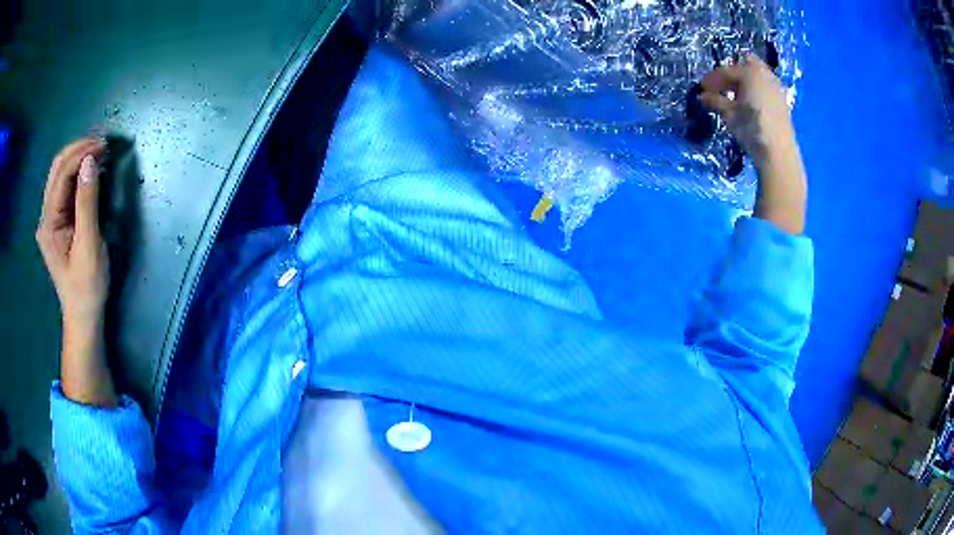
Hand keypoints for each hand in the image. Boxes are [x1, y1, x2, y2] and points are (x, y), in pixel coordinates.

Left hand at [37, 138, 116, 405]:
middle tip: (103, 145)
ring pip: (61, 175)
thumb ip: (87, 203)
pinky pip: (66, 188)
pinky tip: (92, 172)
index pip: (62, 175)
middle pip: (58, 169)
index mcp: (49, 223)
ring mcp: (51, 219)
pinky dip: (79, 173)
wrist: (84, 316)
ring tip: (100, 154)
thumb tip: (91, 162)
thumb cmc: (87, 286)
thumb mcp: (89, 245)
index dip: (81, 154)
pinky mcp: (59, 222)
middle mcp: (46, 216)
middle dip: (79, 150)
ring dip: (79, 159)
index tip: (105, 146)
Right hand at [699, 54, 807, 234]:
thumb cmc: (752, 128)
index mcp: (749, 72)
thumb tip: (702, 97)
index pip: (726, 71)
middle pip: (743, 67)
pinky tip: (749, 103)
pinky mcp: (782, 101)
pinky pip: (765, 87)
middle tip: (720, 88)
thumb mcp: (729, 114)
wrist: (778, 152)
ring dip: (745, 82)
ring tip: (735, 96)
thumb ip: (715, 101)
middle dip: (731, 75)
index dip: (712, 79)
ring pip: (756, 75)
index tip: (702, 88)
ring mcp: (775, 87)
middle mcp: (764, 74)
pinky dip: (755, 91)